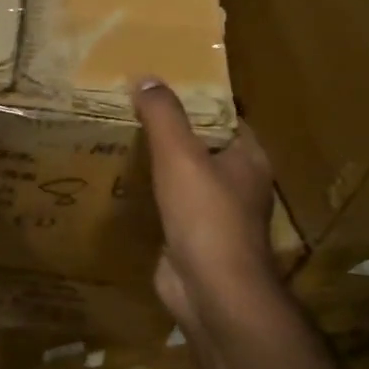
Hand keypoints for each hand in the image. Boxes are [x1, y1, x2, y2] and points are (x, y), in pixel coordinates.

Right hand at [133, 78, 283, 333]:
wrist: (211, 291)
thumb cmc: (205, 216)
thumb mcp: (180, 154)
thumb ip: (163, 115)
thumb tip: (145, 78)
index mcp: (248, 159)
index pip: (225, 118)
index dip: (197, 101)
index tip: (162, 86)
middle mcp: (237, 185)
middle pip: (202, 147)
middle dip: (171, 132)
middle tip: (131, 111)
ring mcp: (216, 216)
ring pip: (185, 179)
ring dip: (159, 165)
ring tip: (120, 141)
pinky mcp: (192, 239)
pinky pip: (169, 208)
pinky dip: (150, 196)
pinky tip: (121, 185)